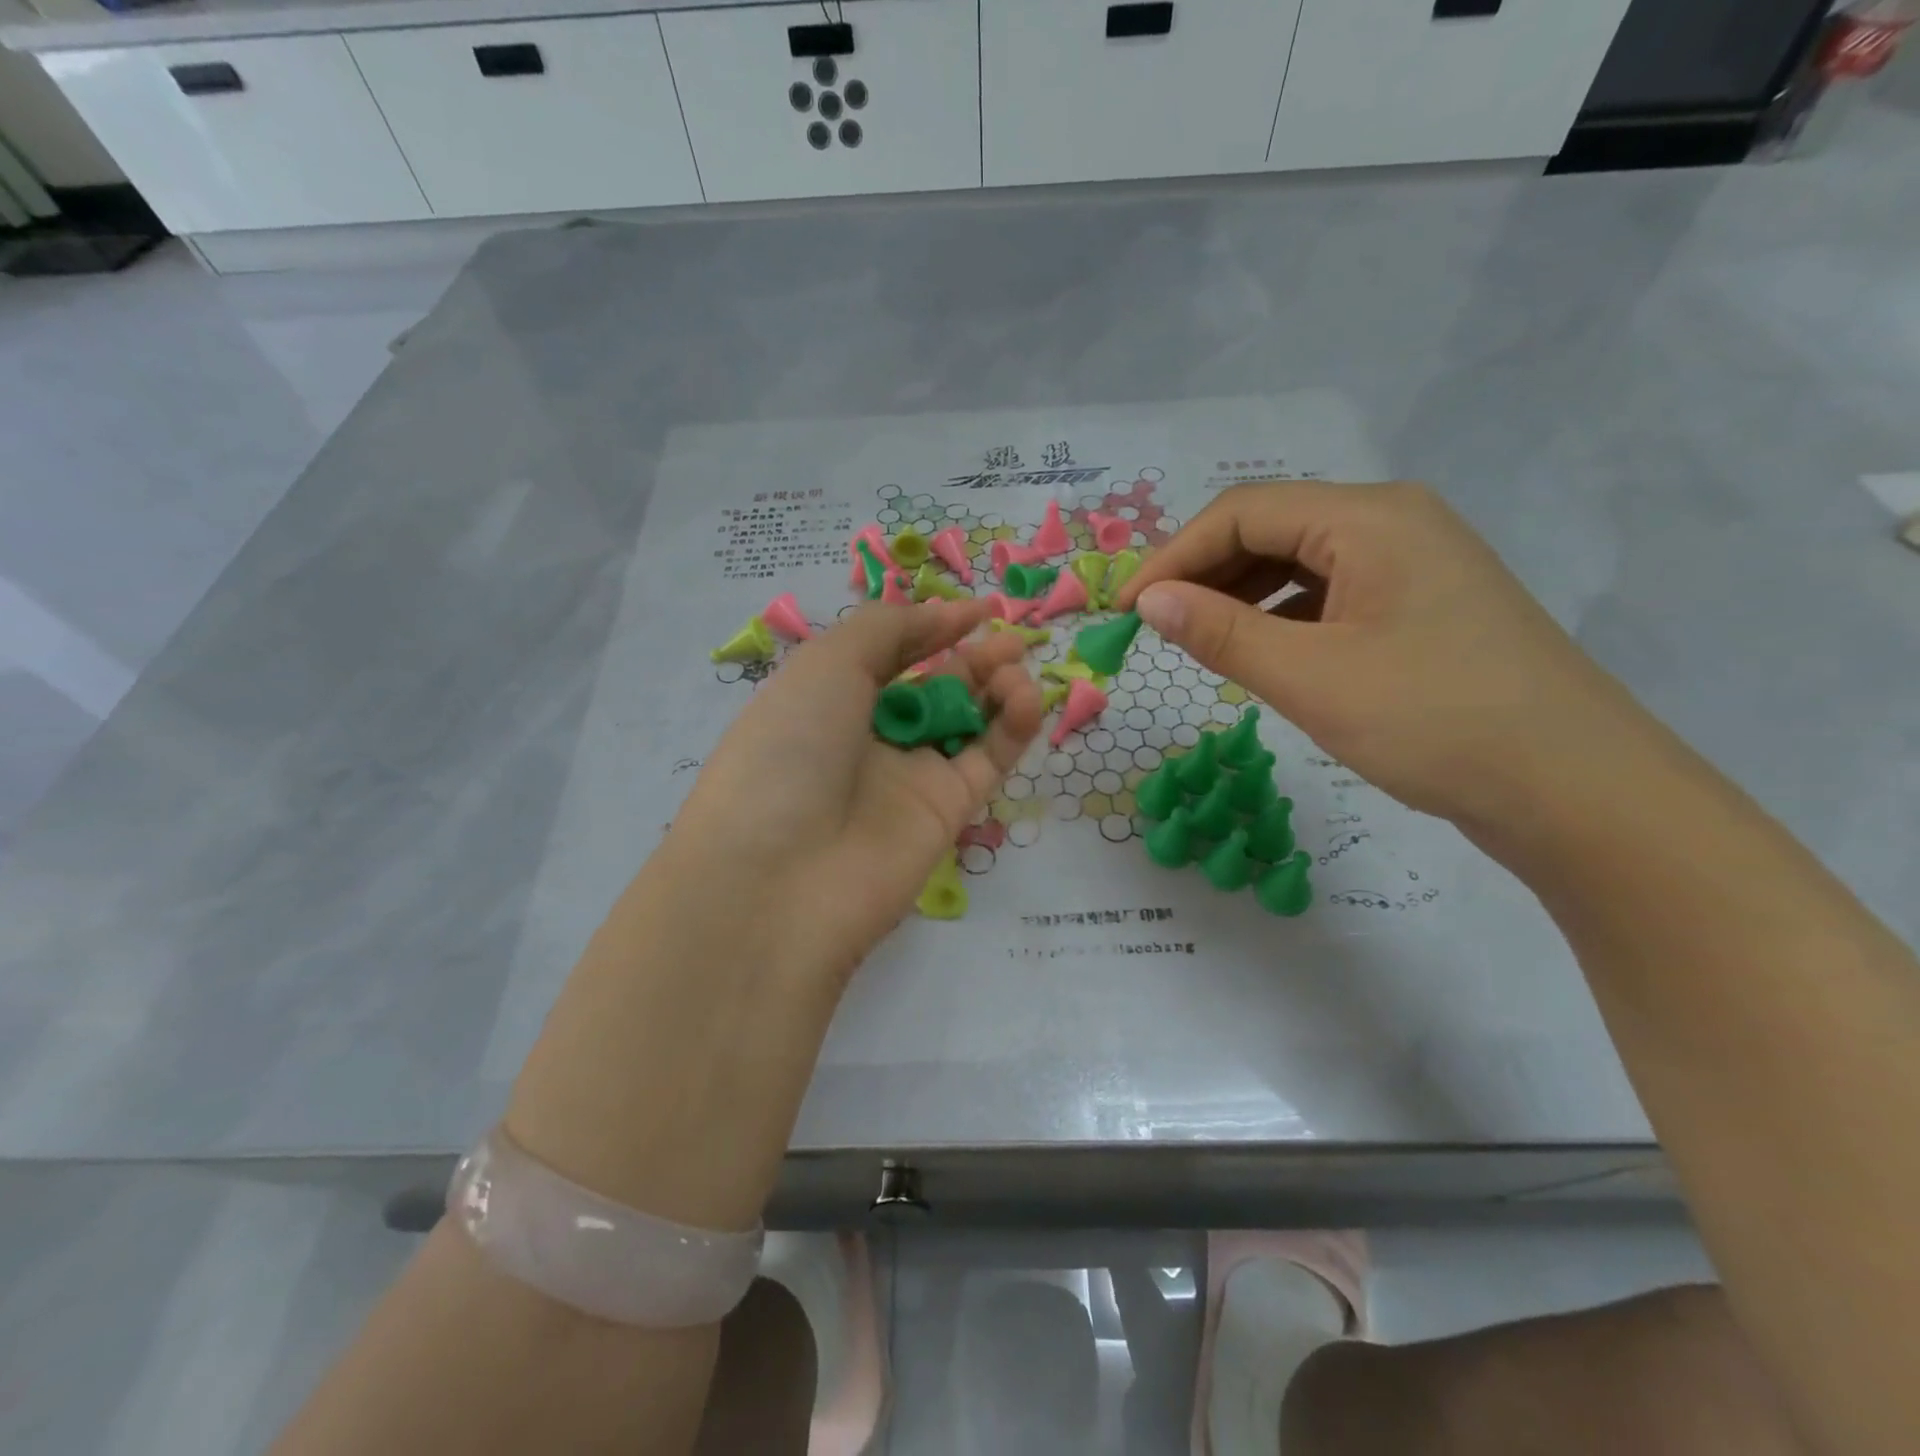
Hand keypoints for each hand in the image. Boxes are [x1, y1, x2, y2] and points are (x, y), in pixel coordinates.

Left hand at [666, 598, 1042, 987]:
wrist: (779, 877)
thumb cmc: (789, 749)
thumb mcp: (825, 665)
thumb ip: (887, 630)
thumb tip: (944, 616)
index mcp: (828, 700)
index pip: (889, 656)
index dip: (931, 629)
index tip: (976, 610)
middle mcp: (868, 739)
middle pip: (933, 688)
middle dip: (972, 659)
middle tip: (1008, 640)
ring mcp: (909, 779)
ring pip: (967, 724)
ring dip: (996, 689)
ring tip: (1015, 670)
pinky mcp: (946, 814)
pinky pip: (986, 761)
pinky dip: (1011, 728)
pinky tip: (1025, 699)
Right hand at [1113, 481, 1650, 830]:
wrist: (1576, 789)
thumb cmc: (1434, 721)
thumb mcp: (1311, 677)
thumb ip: (1220, 632)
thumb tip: (1148, 601)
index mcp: (1369, 518)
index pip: (1242, 513)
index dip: (1172, 556)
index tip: (1125, 611)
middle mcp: (1393, 521)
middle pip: (1271, 528)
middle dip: (1202, 573)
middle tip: (1152, 627)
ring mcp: (1413, 564)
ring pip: (1299, 563)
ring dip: (1238, 595)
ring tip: (1195, 640)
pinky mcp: (1421, 606)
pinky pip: (1329, 594)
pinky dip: (1280, 616)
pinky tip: (1258, 651)